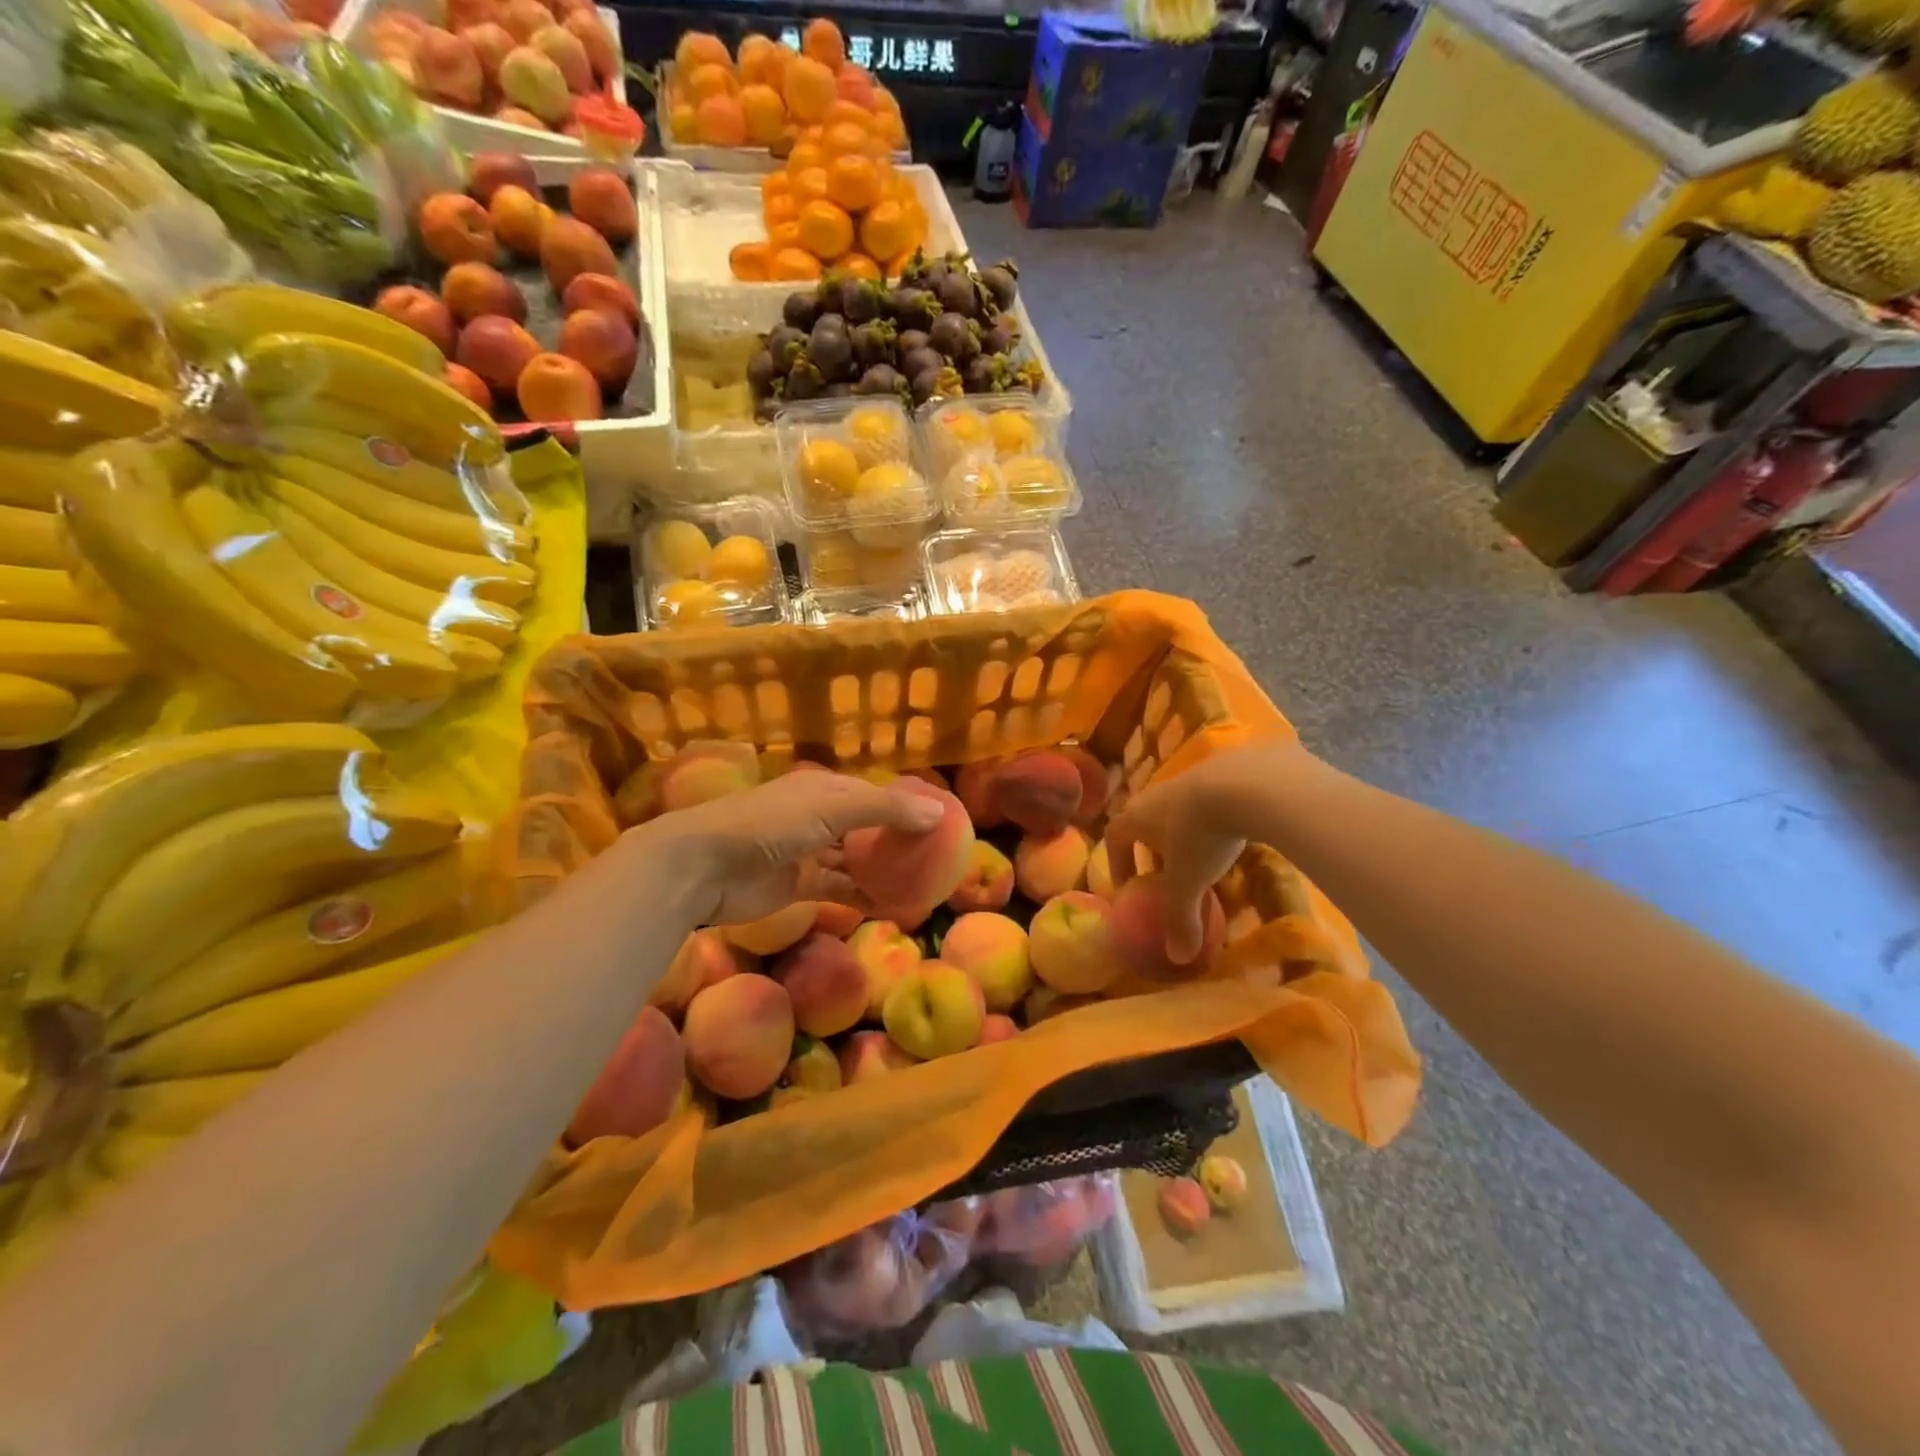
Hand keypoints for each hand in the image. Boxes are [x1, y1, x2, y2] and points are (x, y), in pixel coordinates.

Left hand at [631, 771, 943, 926]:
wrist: (703, 866)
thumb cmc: (769, 825)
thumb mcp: (831, 809)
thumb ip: (885, 810)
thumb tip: (939, 813)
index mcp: (826, 789)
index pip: (876, 794)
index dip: (907, 806)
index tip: (940, 822)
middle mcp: (820, 817)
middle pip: (868, 828)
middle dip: (898, 842)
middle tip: (937, 859)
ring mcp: (809, 853)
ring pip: (856, 861)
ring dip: (883, 871)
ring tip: (922, 884)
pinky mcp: (799, 886)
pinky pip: (840, 889)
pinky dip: (863, 896)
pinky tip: (891, 907)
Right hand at [1104, 739, 1305, 961]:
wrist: (1247, 783)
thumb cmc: (1202, 835)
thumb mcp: (1189, 882)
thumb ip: (1180, 919)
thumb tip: (1178, 958)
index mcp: (1137, 817)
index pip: (1114, 837)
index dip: (1117, 862)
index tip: (1129, 885)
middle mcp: (1155, 793)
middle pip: (1144, 820)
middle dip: (1151, 847)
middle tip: (1167, 873)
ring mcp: (1189, 777)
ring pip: (1177, 808)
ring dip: (1183, 831)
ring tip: (1204, 855)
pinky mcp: (1222, 769)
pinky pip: (1209, 796)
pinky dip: (1214, 816)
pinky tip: (1235, 832)